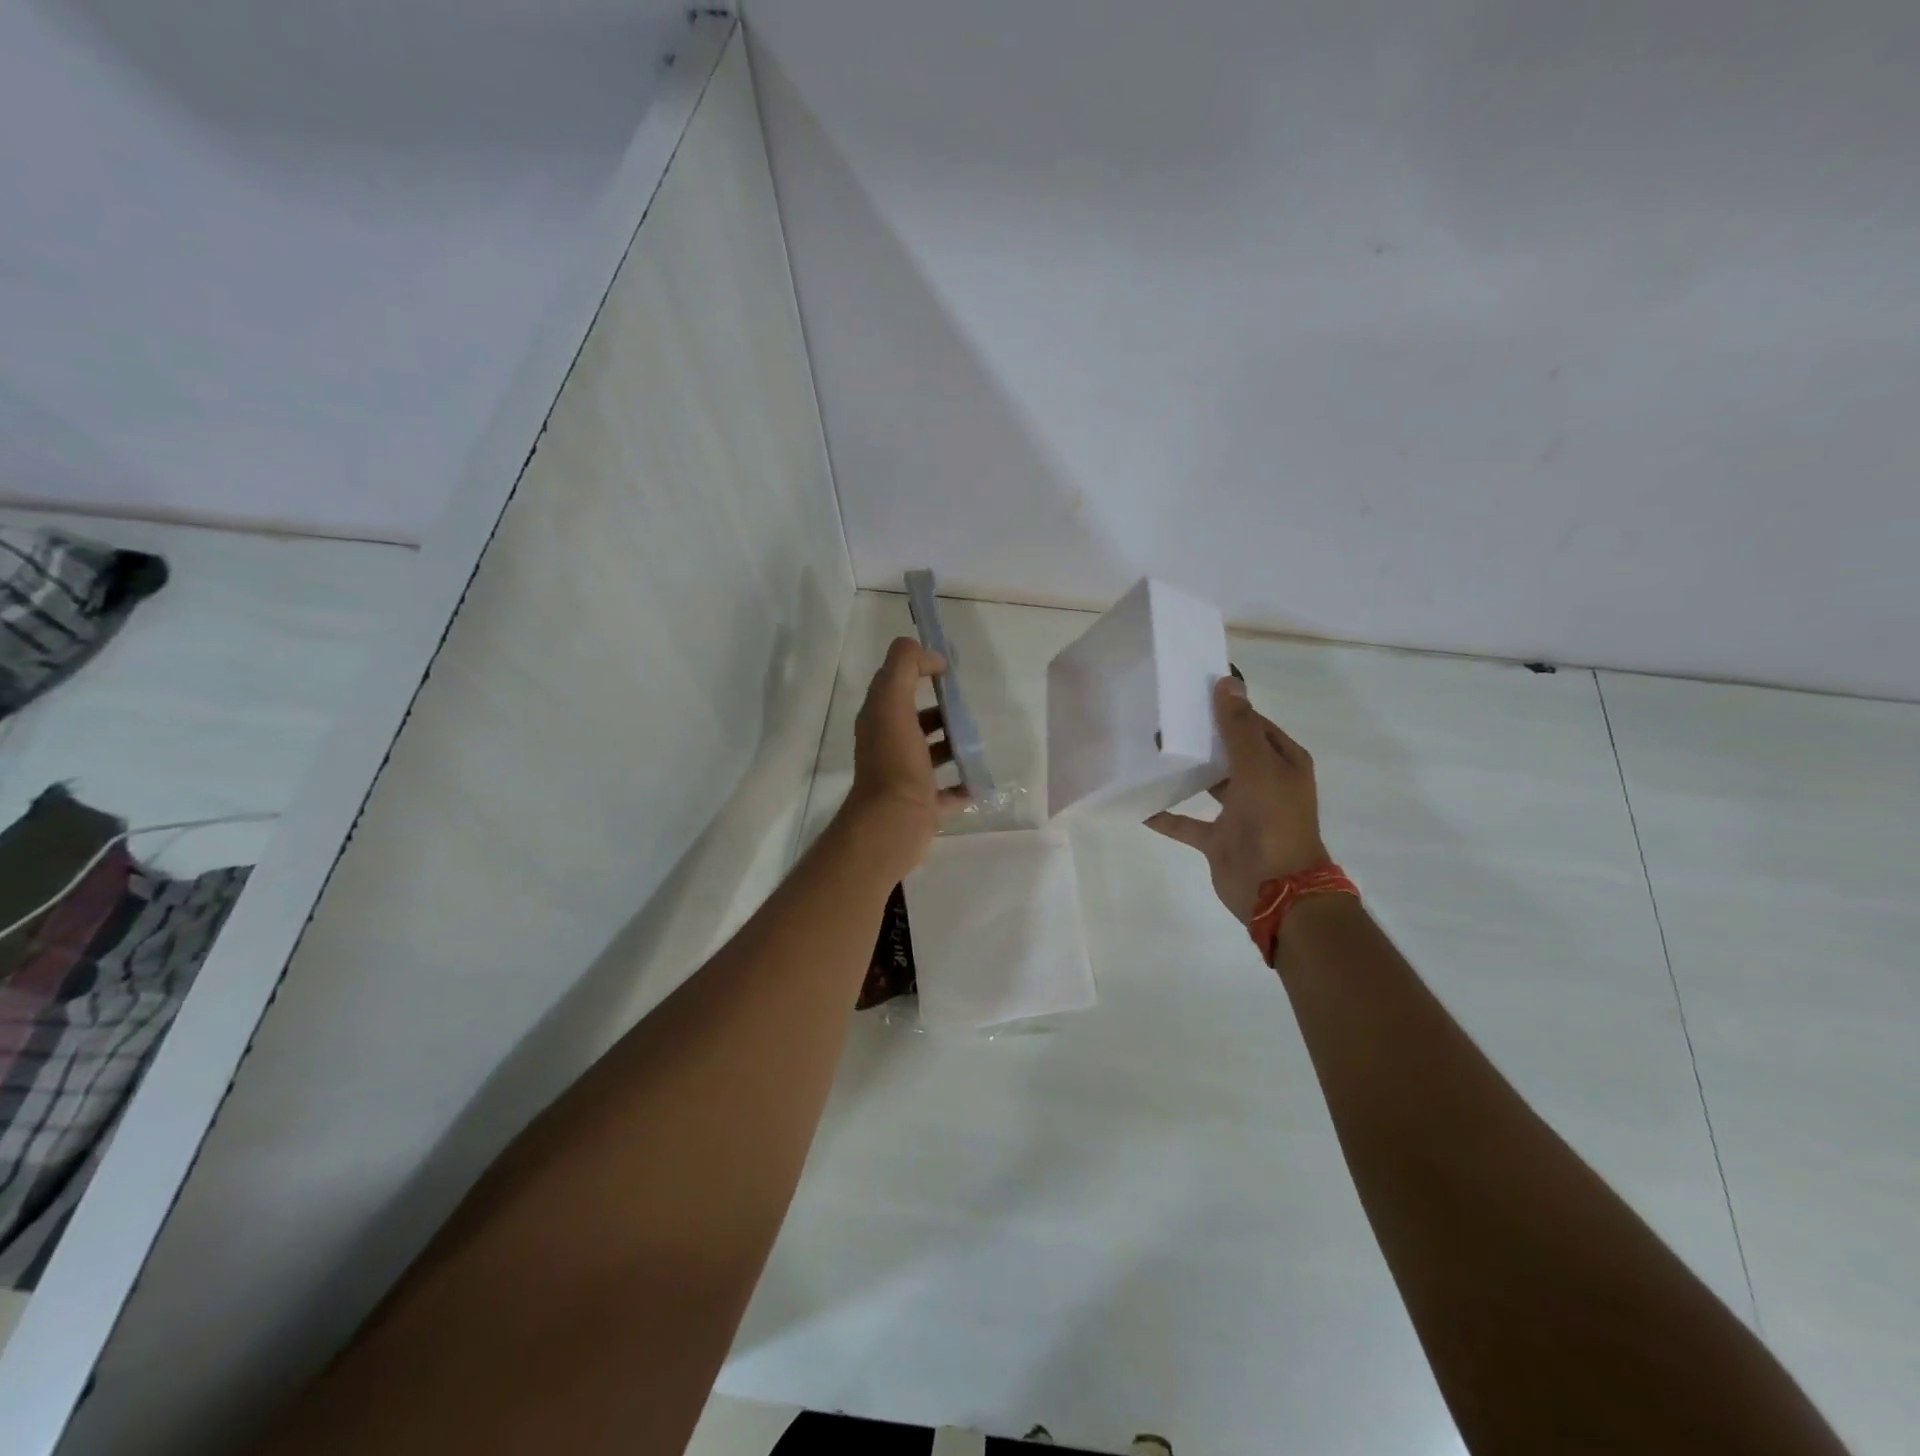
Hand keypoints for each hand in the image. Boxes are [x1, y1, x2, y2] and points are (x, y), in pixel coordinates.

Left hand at [839, 636, 969, 873]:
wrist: (893, 823)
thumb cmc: (895, 761)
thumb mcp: (893, 703)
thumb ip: (904, 667)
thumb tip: (929, 655)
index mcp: (880, 720)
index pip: (895, 683)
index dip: (918, 669)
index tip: (948, 669)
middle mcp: (889, 745)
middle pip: (916, 719)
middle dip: (942, 710)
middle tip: (968, 708)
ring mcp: (906, 777)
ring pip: (932, 754)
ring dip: (954, 745)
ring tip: (978, 740)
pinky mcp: (923, 805)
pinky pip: (947, 792)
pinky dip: (963, 786)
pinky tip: (979, 780)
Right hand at [1147, 677, 1328, 923]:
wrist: (1278, 891)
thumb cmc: (1273, 822)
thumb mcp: (1259, 768)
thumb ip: (1239, 728)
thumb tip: (1227, 683)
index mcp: (1282, 763)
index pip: (1253, 724)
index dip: (1226, 708)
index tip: (1191, 693)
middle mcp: (1263, 783)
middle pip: (1229, 752)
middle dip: (1201, 737)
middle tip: (1164, 719)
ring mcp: (1241, 813)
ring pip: (1209, 784)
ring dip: (1186, 771)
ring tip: (1152, 751)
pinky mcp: (1219, 839)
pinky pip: (1187, 822)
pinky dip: (1167, 816)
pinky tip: (1142, 804)